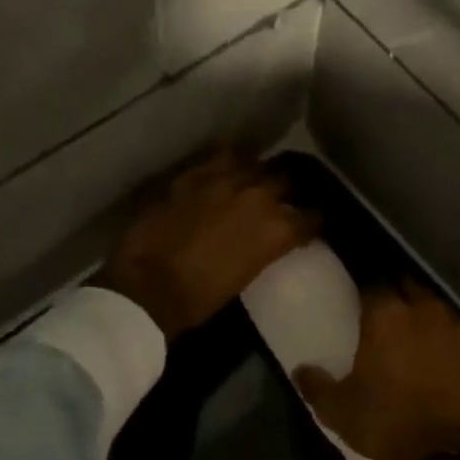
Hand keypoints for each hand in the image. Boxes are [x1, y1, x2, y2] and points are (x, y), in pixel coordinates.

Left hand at [98, 149, 317, 338]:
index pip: (311, 217)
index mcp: (277, 230)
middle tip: (283, 200)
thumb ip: (263, 249)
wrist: (147, 287)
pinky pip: (219, 159)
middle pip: (286, 181)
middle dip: (288, 191)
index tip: (310, 224)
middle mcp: (258, 196)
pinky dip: (227, 166)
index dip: (312, 221)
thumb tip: (265, 240)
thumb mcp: (246, 276)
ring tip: (255, 180)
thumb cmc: (199, 299)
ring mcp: (224, 180)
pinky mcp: (192, 175)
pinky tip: (226, 172)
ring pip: (255, 163)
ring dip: (258, 173)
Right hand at [293, 282, 459, 459]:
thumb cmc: (385, 424)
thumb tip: (300, 369)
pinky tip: (438, 352)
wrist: (445, 456)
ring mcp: (455, 329)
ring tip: (412, 330)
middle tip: (385, 312)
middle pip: (408, 287)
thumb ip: (315, 384)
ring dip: (422, 312)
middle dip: (396, 294)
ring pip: (435, 306)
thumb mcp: (336, 409)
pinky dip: (444, 336)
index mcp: (386, 316)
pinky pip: (456, 332)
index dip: (365, 291)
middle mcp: (423, 311)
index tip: (359, 301)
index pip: (373, 284)